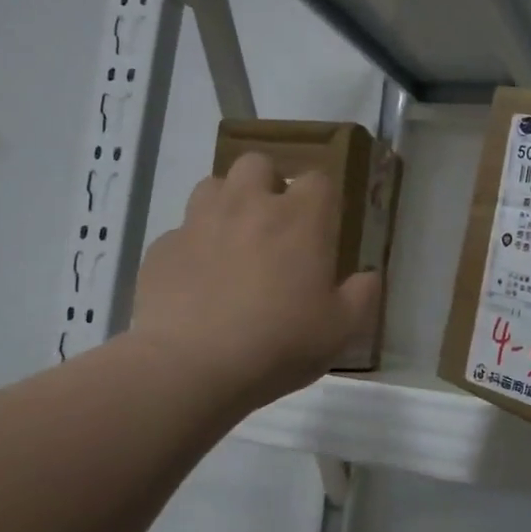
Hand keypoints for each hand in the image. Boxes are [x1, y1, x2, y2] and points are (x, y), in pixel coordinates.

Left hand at [132, 153, 380, 409]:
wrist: (190, 367)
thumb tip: (369, 275)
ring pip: (213, 186)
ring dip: (227, 203)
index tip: (323, 225)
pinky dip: (193, 246)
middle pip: (257, 164)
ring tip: (233, 241)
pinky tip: (197, 281)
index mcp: (299, 219)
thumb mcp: (340, 331)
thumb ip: (362, 296)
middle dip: (267, 183)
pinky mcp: (161, 248)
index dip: (322, 197)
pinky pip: (180, 232)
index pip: (317, 179)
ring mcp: (198, 222)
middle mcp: (248, 205)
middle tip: (274, 224)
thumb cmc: (278, 345)